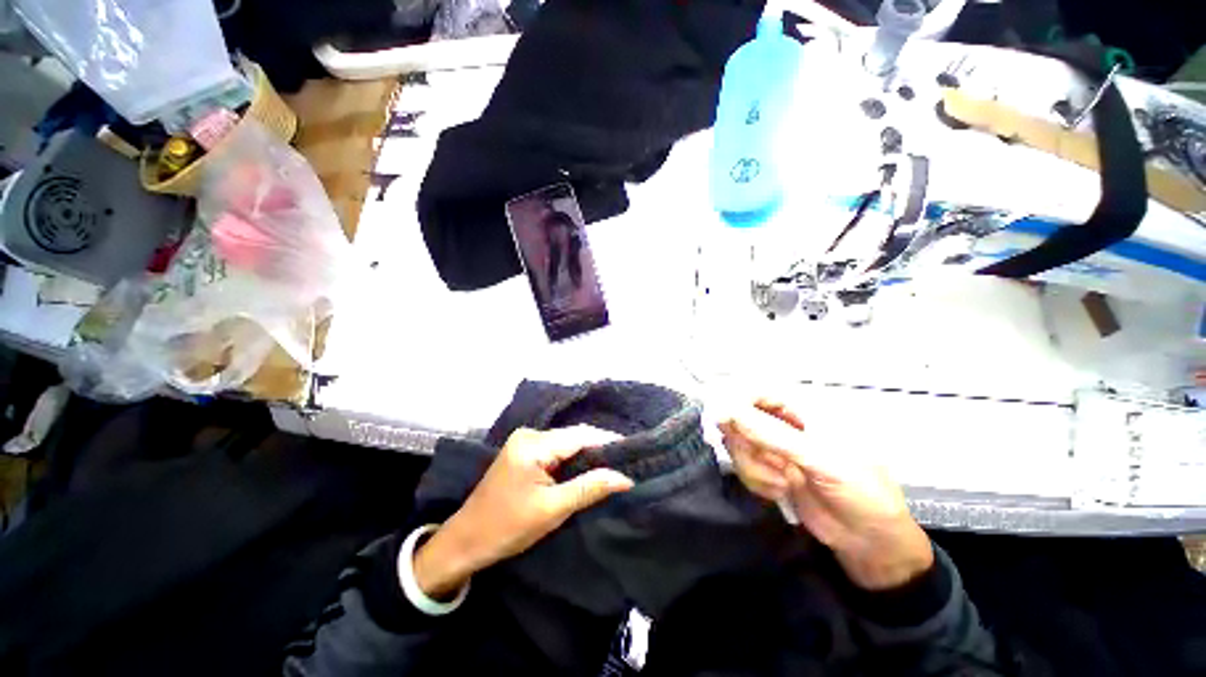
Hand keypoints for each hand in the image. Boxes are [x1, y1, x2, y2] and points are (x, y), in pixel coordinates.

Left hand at [413, 426, 633, 597]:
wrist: (465, 541)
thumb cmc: (507, 527)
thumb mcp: (552, 509)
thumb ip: (589, 488)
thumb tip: (625, 477)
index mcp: (533, 444)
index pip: (580, 436)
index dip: (607, 442)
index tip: (632, 452)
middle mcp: (529, 434)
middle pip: (573, 436)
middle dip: (599, 448)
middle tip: (625, 461)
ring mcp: (525, 441)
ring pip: (566, 442)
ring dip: (587, 453)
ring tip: (612, 465)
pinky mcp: (524, 452)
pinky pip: (556, 449)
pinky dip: (573, 458)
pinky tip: (587, 467)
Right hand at [719, 399, 932, 590]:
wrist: (870, 541)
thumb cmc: (860, 491)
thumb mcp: (821, 460)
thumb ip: (773, 435)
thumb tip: (728, 412)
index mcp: (802, 409)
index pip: (757, 391)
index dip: (735, 401)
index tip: (723, 420)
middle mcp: (782, 423)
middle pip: (738, 418)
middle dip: (746, 445)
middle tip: (769, 464)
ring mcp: (772, 447)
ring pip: (737, 444)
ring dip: (754, 468)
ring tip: (783, 483)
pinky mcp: (766, 469)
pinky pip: (742, 466)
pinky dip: (756, 481)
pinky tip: (780, 492)